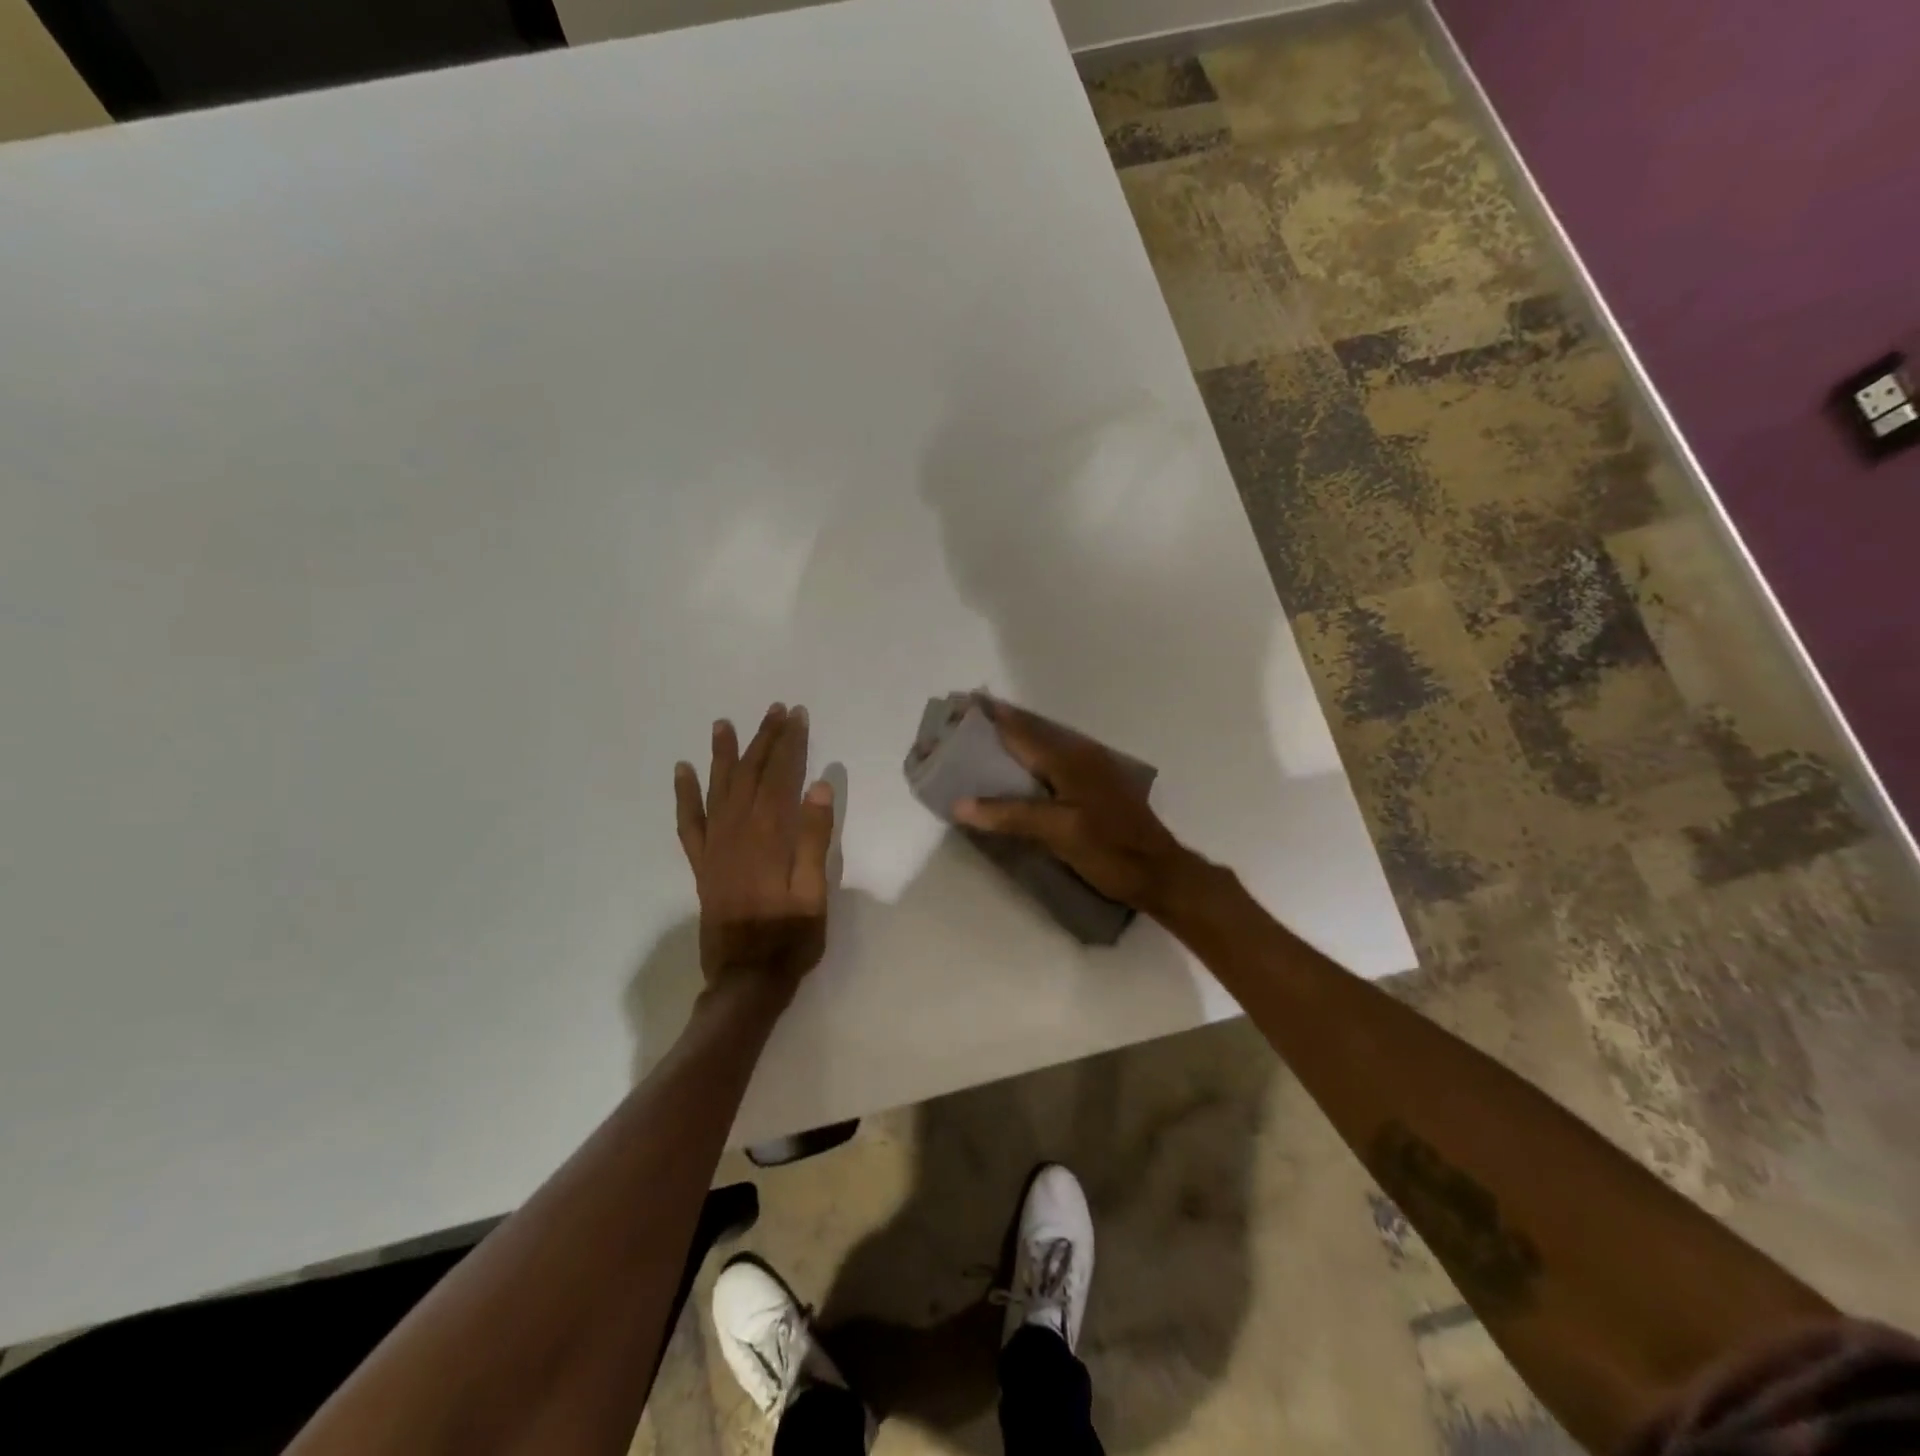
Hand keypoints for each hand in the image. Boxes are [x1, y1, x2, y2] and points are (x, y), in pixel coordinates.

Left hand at [674, 703, 834, 992]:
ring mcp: (715, 848)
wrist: (746, 979)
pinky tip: (683, 772)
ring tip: (724, 724)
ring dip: (723, 755)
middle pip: (750, 775)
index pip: (780, 777)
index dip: (790, 744)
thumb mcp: (815, 892)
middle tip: (775, 710)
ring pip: (719, 790)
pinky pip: (689, 822)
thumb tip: (817, 787)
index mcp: (769, 837)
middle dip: (764, 740)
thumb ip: (814, 839)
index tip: (797, 716)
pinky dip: (685, 795)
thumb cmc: (790, 938)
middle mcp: (737, 833)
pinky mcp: (702, 864)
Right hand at [953, 697, 1199, 916]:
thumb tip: (959, 804)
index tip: (961, 703)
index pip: (1020, 729)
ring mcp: (1092, 768)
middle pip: (1032, 730)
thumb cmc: (1109, 851)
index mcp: (1068, 759)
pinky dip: (1031, 756)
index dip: (990, 716)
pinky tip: (1019, 770)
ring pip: (1044, 743)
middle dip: (998, 723)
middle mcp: (1080, 753)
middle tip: (964, 721)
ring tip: (983, 739)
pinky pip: (1055, 759)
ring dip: (1014, 738)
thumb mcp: (1057, 833)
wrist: (1160, 874)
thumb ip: (1010, 815)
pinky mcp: (1097, 784)